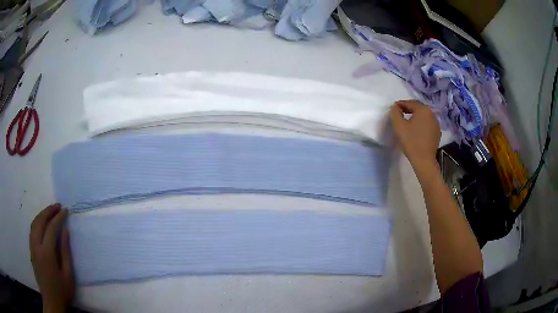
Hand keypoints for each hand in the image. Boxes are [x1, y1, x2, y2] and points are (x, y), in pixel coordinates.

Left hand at [29, 204, 74, 312]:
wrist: (51, 302)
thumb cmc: (62, 291)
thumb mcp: (68, 275)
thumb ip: (65, 252)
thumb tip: (65, 231)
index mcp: (46, 253)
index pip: (51, 228)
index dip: (58, 218)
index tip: (65, 211)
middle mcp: (36, 246)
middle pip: (40, 221)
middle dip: (48, 211)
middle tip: (58, 206)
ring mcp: (32, 247)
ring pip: (34, 224)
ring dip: (42, 215)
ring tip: (50, 211)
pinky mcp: (31, 251)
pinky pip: (32, 230)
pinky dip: (37, 222)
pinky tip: (42, 223)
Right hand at [390, 100, 440, 171]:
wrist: (424, 160)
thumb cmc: (411, 141)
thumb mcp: (398, 125)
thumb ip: (395, 113)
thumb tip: (396, 107)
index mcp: (423, 109)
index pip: (410, 102)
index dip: (400, 104)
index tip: (393, 108)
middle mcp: (432, 113)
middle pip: (418, 108)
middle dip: (409, 109)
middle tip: (400, 113)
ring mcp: (436, 123)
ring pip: (424, 116)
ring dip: (416, 116)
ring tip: (408, 121)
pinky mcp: (437, 133)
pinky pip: (428, 124)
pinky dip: (421, 124)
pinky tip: (416, 130)